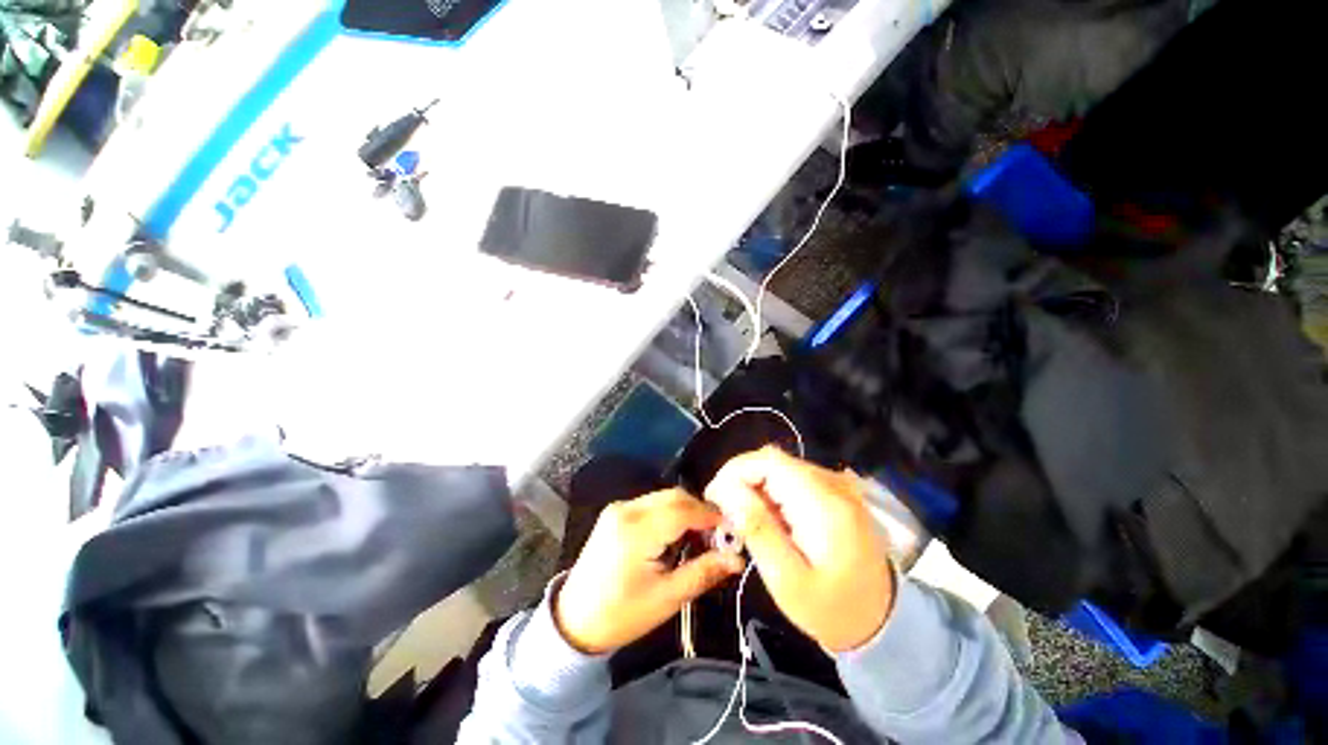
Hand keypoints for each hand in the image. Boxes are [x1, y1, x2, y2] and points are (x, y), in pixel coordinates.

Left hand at [555, 489, 745, 653]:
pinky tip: (676, 534)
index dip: (711, 515)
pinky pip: (651, 504)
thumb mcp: (666, 598)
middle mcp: (627, 509)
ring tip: (699, 537)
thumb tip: (737, 558)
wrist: (574, 620)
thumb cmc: (622, 614)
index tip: (732, 528)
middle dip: (699, 510)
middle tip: (718, 535)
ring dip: (685, 511)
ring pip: (663, 497)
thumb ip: (703, 572)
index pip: (683, 510)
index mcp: (637, 530)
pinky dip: (669, 513)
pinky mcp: (615, 513)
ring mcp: (619, 508)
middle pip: (674, 497)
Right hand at [705, 447, 894, 652]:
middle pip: (774, 460)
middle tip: (726, 512)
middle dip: (741, 479)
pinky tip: (767, 517)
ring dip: (755, 485)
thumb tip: (726, 490)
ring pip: (781, 467)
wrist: (881, 623)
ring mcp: (838, 486)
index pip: (770, 461)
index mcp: (825, 504)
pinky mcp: (835, 493)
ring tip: (743, 518)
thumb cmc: (831, 609)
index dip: (735, 470)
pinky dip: (771, 491)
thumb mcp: (786, 579)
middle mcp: (834, 484)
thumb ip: (757, 529)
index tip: (714, 496)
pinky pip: (793, 478)